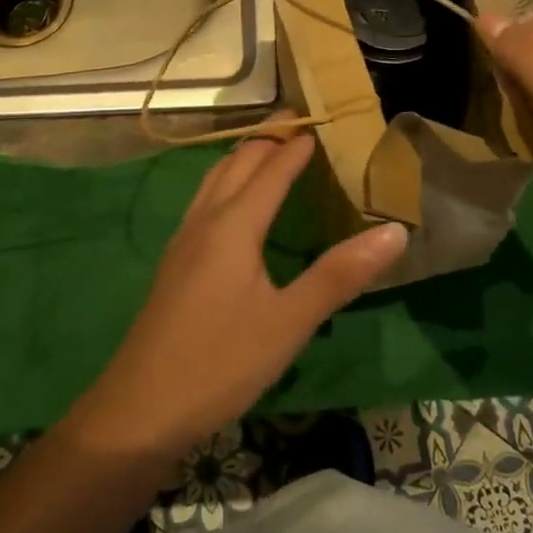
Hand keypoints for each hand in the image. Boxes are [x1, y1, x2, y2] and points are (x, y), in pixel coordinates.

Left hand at [67, 135, 406, 457]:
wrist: (138, 411)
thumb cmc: (219, 363)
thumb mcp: (289, 323)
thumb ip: (340, 275)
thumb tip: (394, 231)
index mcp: (233, 226)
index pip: (271, 169)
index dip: (297, 145)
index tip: (322, 121)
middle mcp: (205, 222)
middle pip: (237, 162)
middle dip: (268, 139)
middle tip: (301, 124)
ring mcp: (183, 242)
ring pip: (214, 179)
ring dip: (244, 157)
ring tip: (271, 152)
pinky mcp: (175, 264)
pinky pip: (205, 202)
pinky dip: (228, 183)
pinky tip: (236, 208)